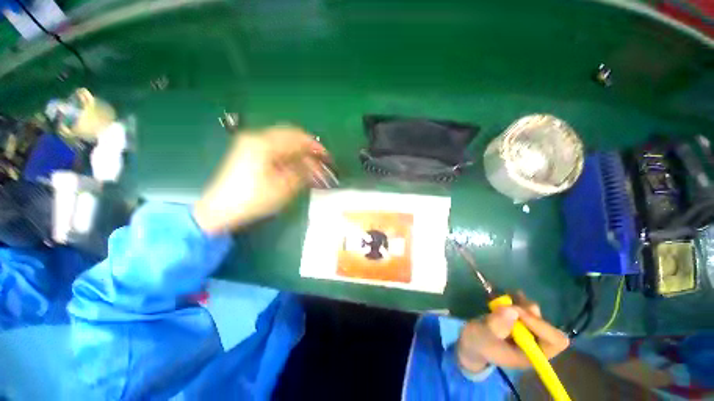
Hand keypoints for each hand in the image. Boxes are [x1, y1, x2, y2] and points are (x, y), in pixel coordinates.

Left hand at [193, 125, 325, 233]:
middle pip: (290, 134)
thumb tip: (316, 164)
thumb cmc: (254, 198)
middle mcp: (256, 137)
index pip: (297, 137)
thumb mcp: (284, 187)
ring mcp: (250, 143)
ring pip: (282, 140)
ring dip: (298, 149)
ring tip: (309, 163)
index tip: (327, 156)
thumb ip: (303, 172)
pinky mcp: (248, 151)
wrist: (220, 209)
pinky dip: (287, 153)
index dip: (315, 146)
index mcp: (264, 144)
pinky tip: (294, 163)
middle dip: (307, 146)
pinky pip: (274, 146)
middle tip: (319, 160)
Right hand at [456, 293, 569, 372]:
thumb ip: (496, 326)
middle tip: (509, 305)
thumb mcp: (483, 336)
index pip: (555, 341)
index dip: (540, 325)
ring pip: (536, 314)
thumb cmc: (478, 343)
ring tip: (504, 300)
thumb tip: (512, 310)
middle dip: (528, 313)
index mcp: (532, 355)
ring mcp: (528, 331)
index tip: (518, 312)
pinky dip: (518, 300)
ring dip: (522, 305)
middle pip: (546, 325)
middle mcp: (535, 343)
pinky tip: (507, 296)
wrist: (472, 341)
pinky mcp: (520, 321)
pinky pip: (526, 308)